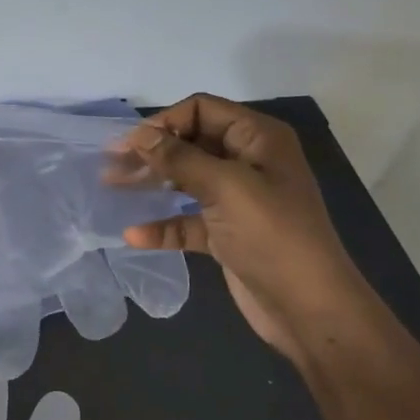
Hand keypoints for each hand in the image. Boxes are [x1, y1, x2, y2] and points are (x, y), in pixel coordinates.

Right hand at [118, 93, 371, 368]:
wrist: (309, 308)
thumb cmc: (272, 236)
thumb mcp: (225, 188)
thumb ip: (179, 158)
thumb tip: (138, 134)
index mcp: (258, 139)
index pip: (202, 110)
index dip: (164, 122)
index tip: (129, 145)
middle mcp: (248, 162)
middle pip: (190, 144)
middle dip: (151, 152)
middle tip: (110, 166)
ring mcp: (237, 200)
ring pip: (185, 180)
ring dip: (150, 183)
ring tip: (111, 188)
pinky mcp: (226, 233)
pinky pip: (187, 220)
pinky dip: (163, 225)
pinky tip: (135, 235)